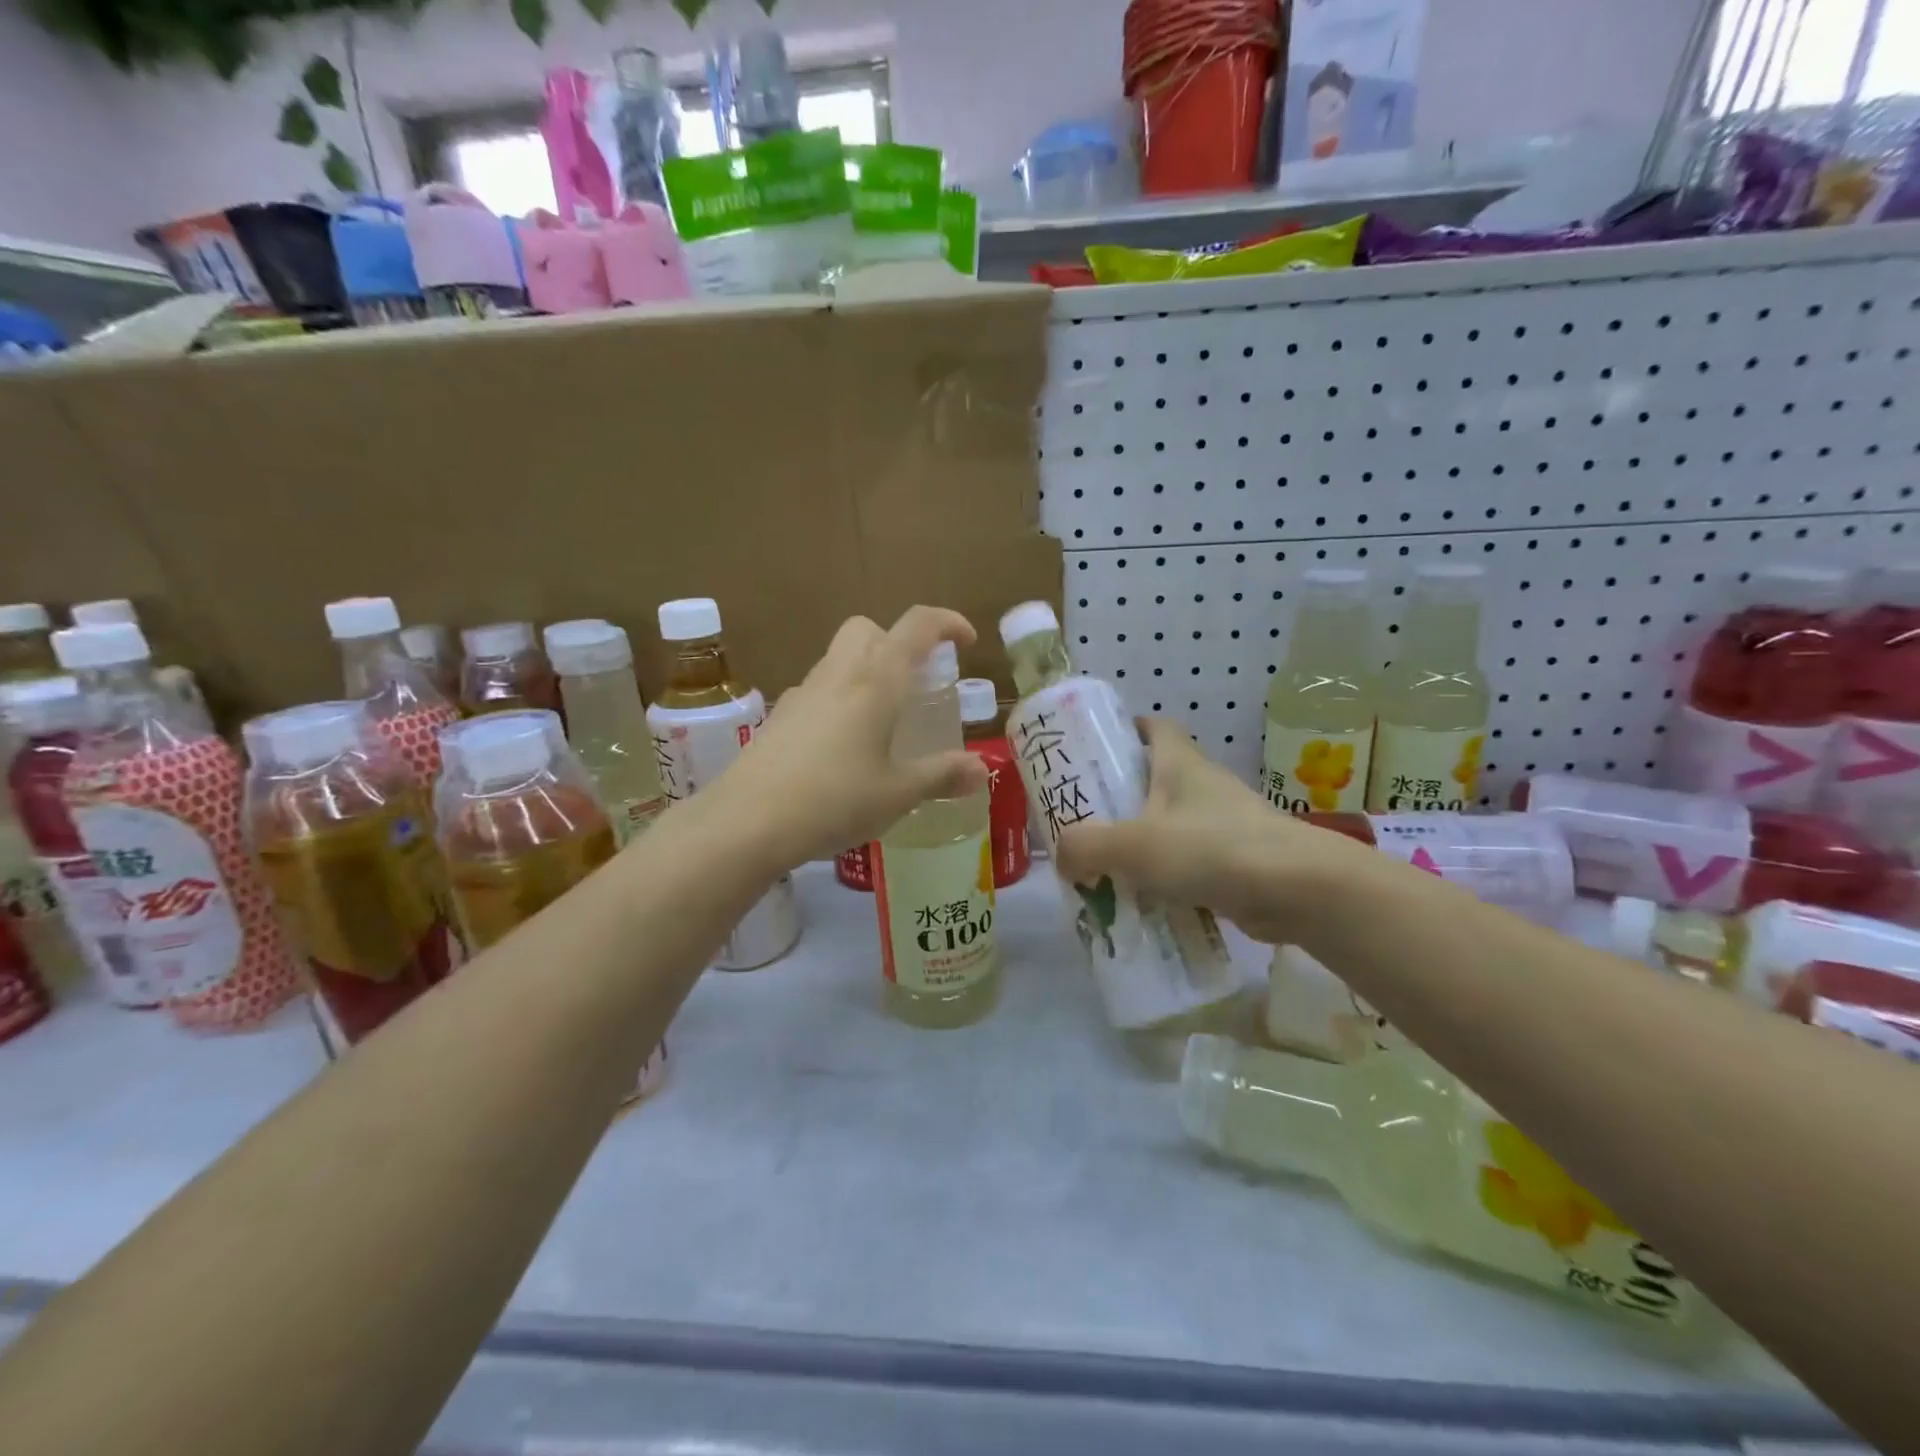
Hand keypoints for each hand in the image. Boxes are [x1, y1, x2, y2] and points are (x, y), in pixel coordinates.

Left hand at [718, 607, 989, 869]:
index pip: (917, 626)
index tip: (967, 642)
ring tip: (884, 722)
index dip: (947, 623)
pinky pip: (818, 691)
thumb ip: (941, 776)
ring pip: (839, 658)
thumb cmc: (835, 800)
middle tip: (916, 682)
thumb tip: (981, 770)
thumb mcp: (898, 793)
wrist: (747, 821)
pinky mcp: (779, 717)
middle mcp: (839, 674)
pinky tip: (843, 748)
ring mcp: (802, 693)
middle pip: (868, 629)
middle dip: (897, 642)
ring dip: (867, 672)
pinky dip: (839, 701)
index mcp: (877, 681)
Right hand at [1053, 718, 1375, 944]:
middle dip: (1120, 797)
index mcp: (1180, 763)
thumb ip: (1086, 847)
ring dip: (1141, 842)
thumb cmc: (1212, 848)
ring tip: (1103, 867)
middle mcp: (1203, 786)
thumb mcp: (1134, 845)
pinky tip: (1142, 902)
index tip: (1094, 750)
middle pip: (1155, 779)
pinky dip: (1166, 877)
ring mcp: (1224, 823)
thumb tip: (1063, 859)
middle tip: (1082, 820)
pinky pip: (1190, 862)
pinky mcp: (1237, 861)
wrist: (1299, 890)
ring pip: (1171, 824)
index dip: (1124, 731)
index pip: (1153, 727)